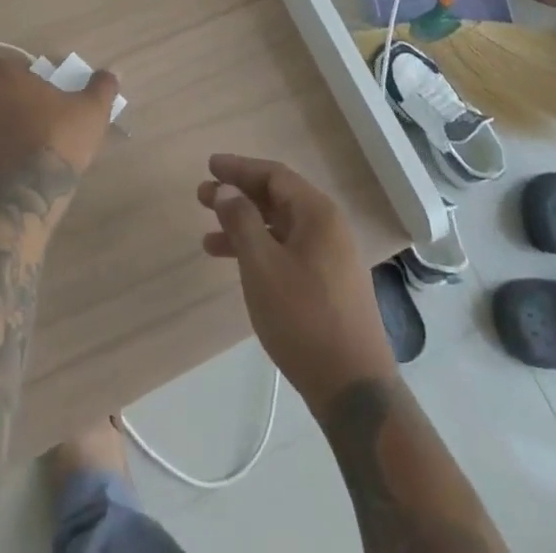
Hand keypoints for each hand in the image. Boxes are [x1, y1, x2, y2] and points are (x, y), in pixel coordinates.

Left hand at [0, 57, 119, 201]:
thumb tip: (112, 73)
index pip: (6, 67)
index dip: (22, 81)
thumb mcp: (90, 111)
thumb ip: (101, 87)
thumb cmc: (58, 140)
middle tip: (26, 124)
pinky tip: (0, 173)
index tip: (39, 98)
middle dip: (0, 104)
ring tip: (13, 151)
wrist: (26, 196)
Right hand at [200, 154, 395, 406]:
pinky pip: (287, 251)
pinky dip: (260, 250)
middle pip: (277, 198)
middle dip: (238, 196)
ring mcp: (331, 258)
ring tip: (208, 236)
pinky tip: (237, 266)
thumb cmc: (304, 318)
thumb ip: (241, 220)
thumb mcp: (262, 265)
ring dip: (245, 226)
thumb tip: (226, 188)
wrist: (354, 390)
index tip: (210, 166)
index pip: (274, 175)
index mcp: (318, 214)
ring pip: (280, 227)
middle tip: (202, 196)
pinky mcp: (328, 285)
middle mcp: (328, 228)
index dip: (239, 168)